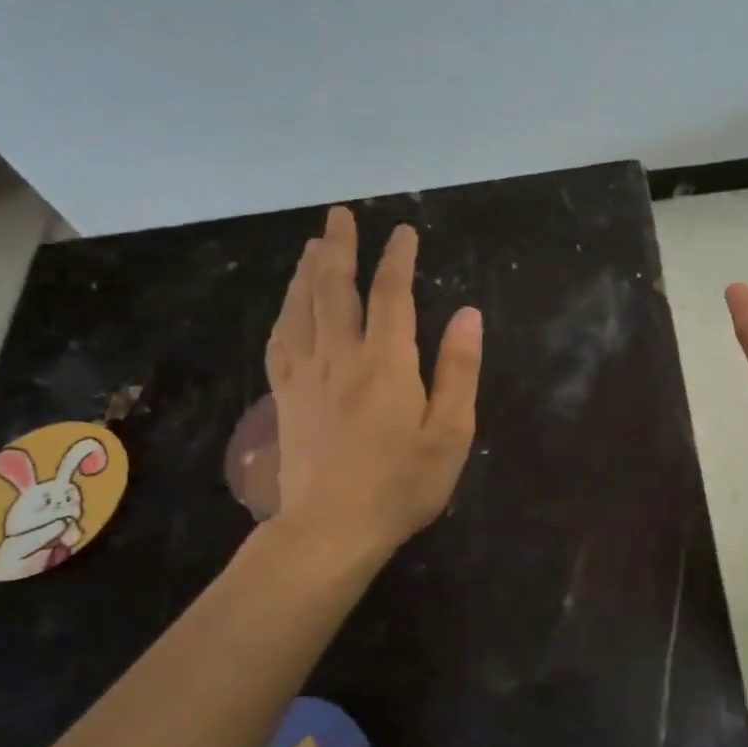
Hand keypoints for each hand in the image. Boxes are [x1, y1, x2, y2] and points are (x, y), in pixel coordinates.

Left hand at [264, 206, 482, 558]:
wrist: (331, 530)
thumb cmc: (402, 485)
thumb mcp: (450, 433)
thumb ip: (458, 371)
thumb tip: (467, 314)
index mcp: (385, 364)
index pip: (392, 296)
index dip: (397, 259)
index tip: (403, 232)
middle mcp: (340, 358)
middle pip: (335, 289)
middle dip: (339, 248)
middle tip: (339, 215)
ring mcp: (305, 376)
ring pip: (300, 308)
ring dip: (307, 271)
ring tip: (312, 245)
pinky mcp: (285, 398)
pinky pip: (280, 340)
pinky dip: (285, 311)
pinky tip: (288, 305)